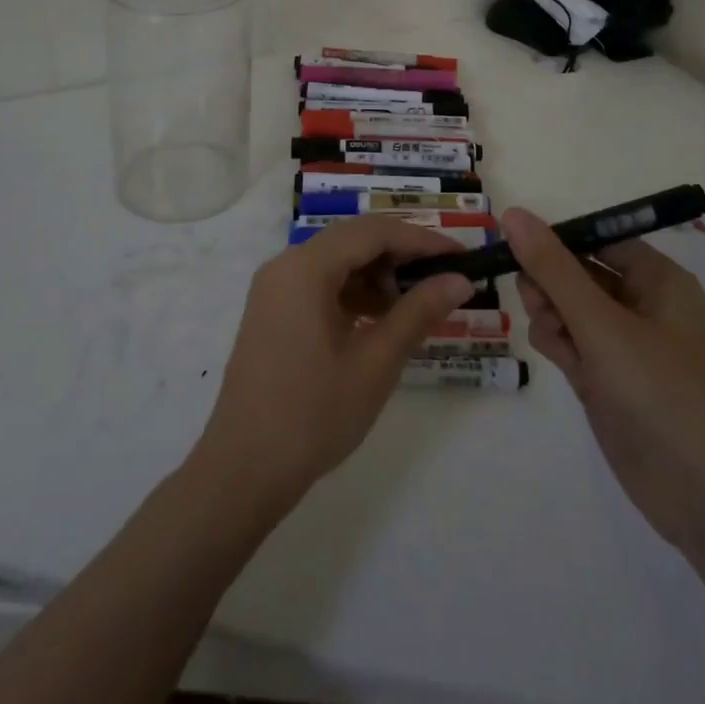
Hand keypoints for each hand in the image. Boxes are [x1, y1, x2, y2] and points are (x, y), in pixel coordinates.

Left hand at [193, 217, 475, 508]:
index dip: (422, 239)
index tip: (461, 256)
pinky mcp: (272, 311)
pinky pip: (320, 283)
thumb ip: (419, 312)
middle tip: (444, 277)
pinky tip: (378, 320)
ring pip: (337, 261)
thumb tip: (459, 280)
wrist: (242, 472)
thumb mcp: (376, 362)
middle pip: (354, 239)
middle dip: (401, 254)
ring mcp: (275, 288)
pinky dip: (353, 292)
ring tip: (414, 305)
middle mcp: (286, 264)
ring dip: (377, 274)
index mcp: (306, 266)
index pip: (374, 232)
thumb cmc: (313, 415)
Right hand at [504, 208, 704, 559]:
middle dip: (549, 280)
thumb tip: (514, 214)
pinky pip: (572, 343)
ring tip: (550, 333)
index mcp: (657, 280)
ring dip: (550, 311)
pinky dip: (557, 342)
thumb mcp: (603, 325)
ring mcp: (625, 346)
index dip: (556, 238)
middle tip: (531, 297)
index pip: (597, 238)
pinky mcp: (609, 381)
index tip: (513, 245)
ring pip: (569, 308)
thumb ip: (554, 269)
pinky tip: (554, 353)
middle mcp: (643, 306)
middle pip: (578, 272)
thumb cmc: (662, 394)